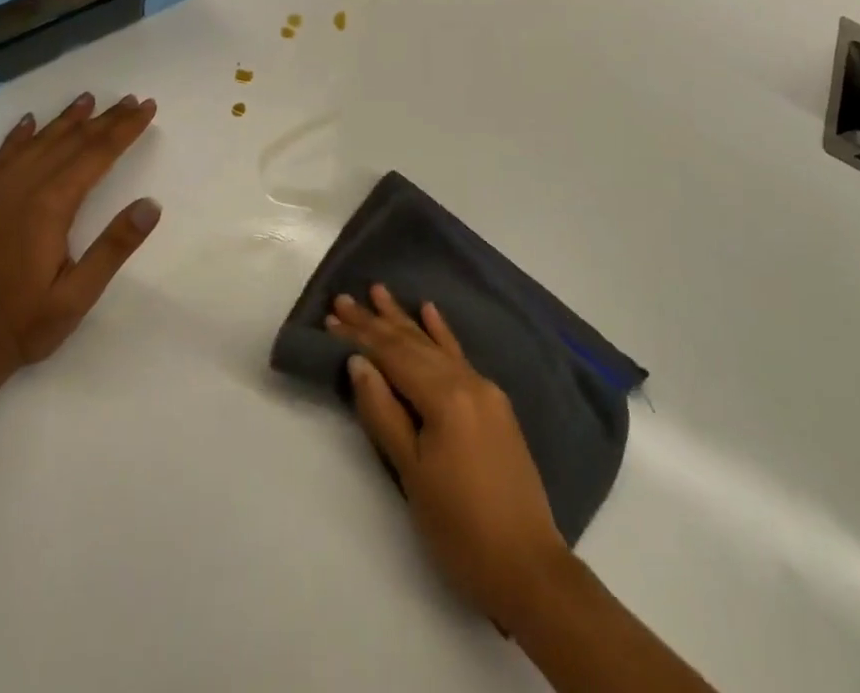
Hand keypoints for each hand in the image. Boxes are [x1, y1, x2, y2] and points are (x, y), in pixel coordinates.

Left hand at [0, 92, 161, 374]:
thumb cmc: (23, 325)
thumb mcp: (78, 296)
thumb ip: (114, 248)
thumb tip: (151, 205)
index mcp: (49, 207)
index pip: (96, 155)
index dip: (124, 129)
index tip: (146, 107)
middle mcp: (20, 190)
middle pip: (70, 143)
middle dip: (103, 119)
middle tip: (130, 99)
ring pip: (36, 144)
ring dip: (64, 121)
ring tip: (87, 99)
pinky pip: (0, 159)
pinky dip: (18, 137)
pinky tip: (28, 123)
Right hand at [328, 285, 571, 631]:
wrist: (528, 568)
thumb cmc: (460, 528)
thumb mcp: (412, 473)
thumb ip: (384, 412)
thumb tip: (358, 363)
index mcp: (446, 397)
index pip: (393, 356)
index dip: (360, 337)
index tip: (331, 317)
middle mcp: (467, 381)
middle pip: (412, 345)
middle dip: (376, 322)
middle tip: (344, 299)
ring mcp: (485, 390)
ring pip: (435, 346)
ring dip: (405, 320)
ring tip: (380, 292)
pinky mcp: (494, 404)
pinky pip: (460, 357)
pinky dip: (442, 334)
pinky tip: (430, 311)